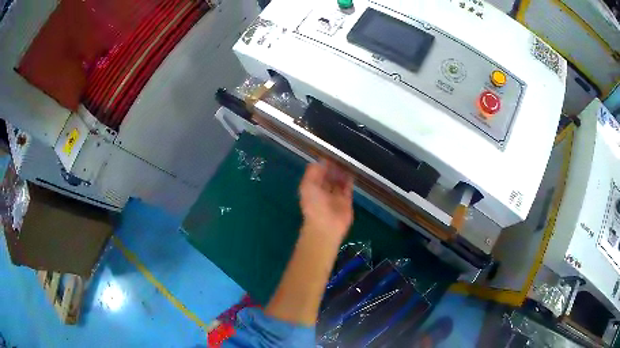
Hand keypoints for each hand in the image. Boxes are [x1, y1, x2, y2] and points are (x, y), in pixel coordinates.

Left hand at [299, 160, 353, 242]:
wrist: (326, 225)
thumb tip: (320, 161)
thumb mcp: (307, 186)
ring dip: (342, 172)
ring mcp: (335, 196)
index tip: (330, 154)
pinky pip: (348, 187)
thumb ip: (312, 172)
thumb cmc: (314, 205)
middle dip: (334, 167)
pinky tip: (352, 170)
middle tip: (341, 156)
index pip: (318, 173)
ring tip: (347, 161)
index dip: (323, 164)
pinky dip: (349, 179)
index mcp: (312, 188)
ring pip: (339, 181)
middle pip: (329, 176)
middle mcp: (323, 191)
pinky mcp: (346, 200)